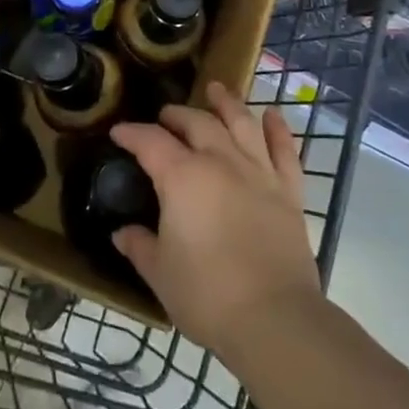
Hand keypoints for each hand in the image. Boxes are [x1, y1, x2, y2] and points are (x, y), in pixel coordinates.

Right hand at [109, 82, 319, 359]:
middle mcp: (220, 161)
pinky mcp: (289, 191)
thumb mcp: (160, 273)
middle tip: (164, 117)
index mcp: (182, 177)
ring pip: (241, 123)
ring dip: (227, 103)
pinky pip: (285, 150)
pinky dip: (279, 130)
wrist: (274, 318)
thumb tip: (122, 233)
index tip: (119, 132)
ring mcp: (259, 172)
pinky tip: (272, 115)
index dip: (132, 133)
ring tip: (216, 89)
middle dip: (176, 116)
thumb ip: (139, 246)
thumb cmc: (207, 295)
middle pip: (196, 123)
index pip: (150, 142)